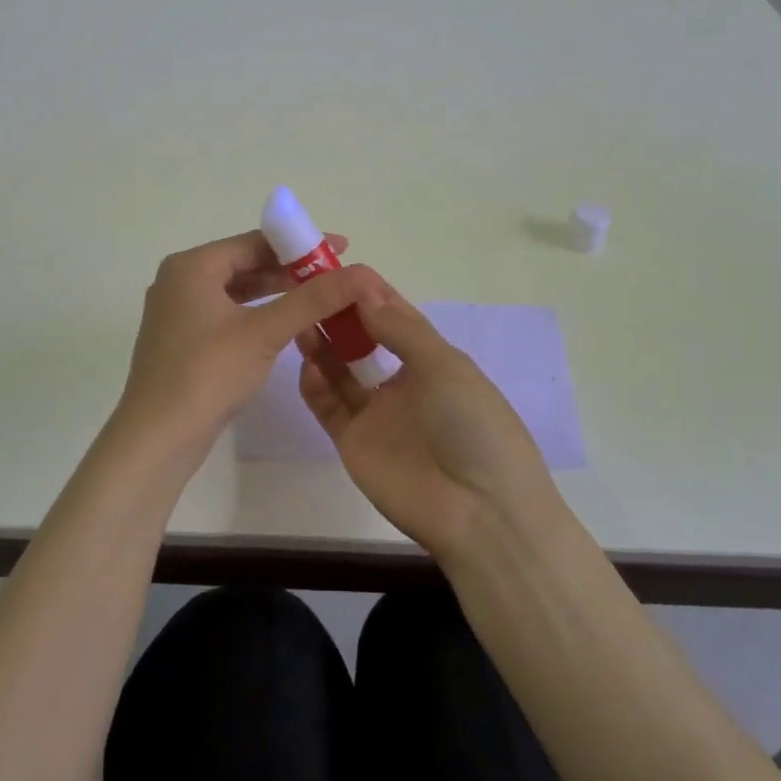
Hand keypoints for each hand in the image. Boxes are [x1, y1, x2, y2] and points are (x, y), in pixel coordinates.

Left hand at [111, 231, 382, 467]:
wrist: (157, 438)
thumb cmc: (208, 374)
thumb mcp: (265, 332)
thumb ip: (312, 300)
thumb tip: (361, 274)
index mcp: (192, 266)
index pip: (254, 242)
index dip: (300, 245)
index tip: (340, 249)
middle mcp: (179, 280)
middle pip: (244, 263)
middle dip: (290, 270)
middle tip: (334, 276)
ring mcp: (177, 311)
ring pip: (235, 291)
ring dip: (275, 293)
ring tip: (317, 298)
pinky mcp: (181, 340)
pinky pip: (225, 313)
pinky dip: (255, 314)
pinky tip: (284, 324)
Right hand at [296, 285, 565, 560]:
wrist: (479, 511)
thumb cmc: (473, 426)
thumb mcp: (445, 367)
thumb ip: (401, 329)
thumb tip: (364, 292)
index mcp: (433, 361)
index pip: (395, 317)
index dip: (369, 293)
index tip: (338, 269)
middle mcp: (403, 383)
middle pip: (363, 340)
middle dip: (340, 315)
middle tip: (310, 289)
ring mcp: (377, 414)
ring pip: (341, 370)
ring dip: (323, 344)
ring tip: (302, 318)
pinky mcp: (353, 442)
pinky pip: (329, 406)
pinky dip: (315, 384)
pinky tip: (307, 363)